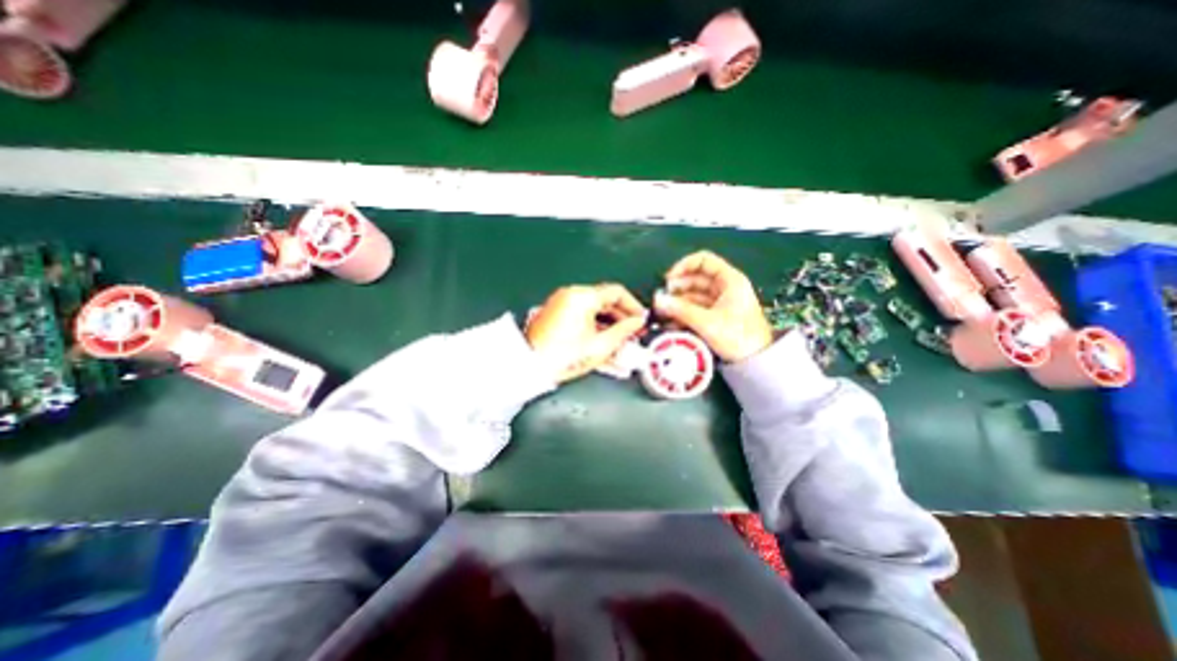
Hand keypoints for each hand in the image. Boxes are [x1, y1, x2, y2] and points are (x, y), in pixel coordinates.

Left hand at [526, 281, 647, 382]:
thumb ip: (624, 331)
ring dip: (609, 326)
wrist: (529, 366)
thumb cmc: (563, 356)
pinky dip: (594, 328)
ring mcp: (562, 304)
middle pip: (605, 301)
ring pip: (594, 311)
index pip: (617, 292)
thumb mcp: (600, 346)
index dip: (634, 306)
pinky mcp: (556, 315)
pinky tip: (603, 344)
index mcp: (583, 297)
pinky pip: (582, 317)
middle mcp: (571, 295)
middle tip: (633, 334)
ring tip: (620, 344)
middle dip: (622, 319)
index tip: (641, 320)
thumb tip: (636, 323)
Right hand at [654, 250, 773, 359]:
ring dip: (677, 303)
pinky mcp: (715, 316)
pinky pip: (695, 309)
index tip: (668, 279)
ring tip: (662, 313)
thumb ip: (681, 310)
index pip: (703, 260)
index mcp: (729, 280)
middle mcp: (724, 287)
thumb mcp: (707, 322)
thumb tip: (658, 300)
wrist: (756, 361)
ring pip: (693, 295)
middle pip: (695, 279)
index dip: (684, 265)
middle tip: (662, 300)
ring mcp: (720, 302)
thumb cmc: (739, 337)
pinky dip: (683, 313)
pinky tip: (671, 322)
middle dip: (677, 288)